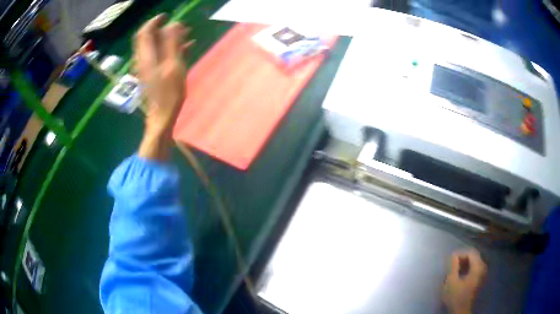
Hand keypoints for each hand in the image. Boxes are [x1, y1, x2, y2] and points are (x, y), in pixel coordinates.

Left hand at [134, 15, 191, 159]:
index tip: (167, 16)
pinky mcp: (153, 76)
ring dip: (169, 39)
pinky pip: (160, 57)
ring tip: (187, 34)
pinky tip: (186, 49)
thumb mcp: (173, 66)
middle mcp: (144, 60)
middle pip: (149, 39)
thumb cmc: (169, 94)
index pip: (144, 32)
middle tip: (181, 26)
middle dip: (164, 29)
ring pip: (156, 47)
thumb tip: (174, 24)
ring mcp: (148, 69)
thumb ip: (173, 43)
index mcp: (146, 57)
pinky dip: (171, 50)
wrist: (161, 119)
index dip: (154, 22)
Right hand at [442, 249, 486, 313]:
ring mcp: (482, 273)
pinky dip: (466, 270)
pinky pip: (474, 269)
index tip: (450, 260)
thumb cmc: (456, 296)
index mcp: (478, 266)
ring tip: (453, 271)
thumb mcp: (451, 281)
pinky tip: (458, 276)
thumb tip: (453, 254)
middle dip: (461, 259)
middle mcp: (483, 267)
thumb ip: (452, 266)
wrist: (461, 311)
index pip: (470, 252)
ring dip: (463, 265)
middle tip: (450, 266)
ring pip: (473, 263)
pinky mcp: (479, 279)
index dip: (460, 254)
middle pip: (473, 257)